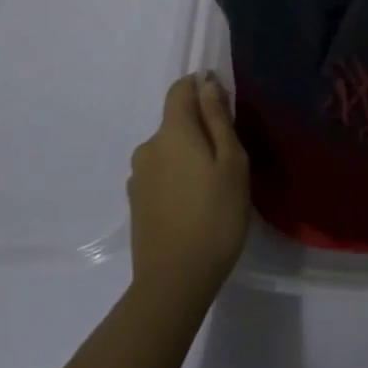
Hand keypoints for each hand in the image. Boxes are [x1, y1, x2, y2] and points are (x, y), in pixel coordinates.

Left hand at [127, 73, 249, 312]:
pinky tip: (194, 204)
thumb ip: (218, 119)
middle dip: (200, 128)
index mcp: (172, 131)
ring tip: (213, 186)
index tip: (224, 105)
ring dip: (188, 156)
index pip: (180, 89)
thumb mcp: (232, 163)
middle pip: (176, 122)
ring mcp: (138, 176)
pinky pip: (160, 174)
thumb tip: (207, 84)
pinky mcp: (135, 203)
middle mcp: (148, 147)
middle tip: (229, 158)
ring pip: (169, 150)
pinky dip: (177, 178)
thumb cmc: (214, 216)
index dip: (201, 87)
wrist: (174, 282)